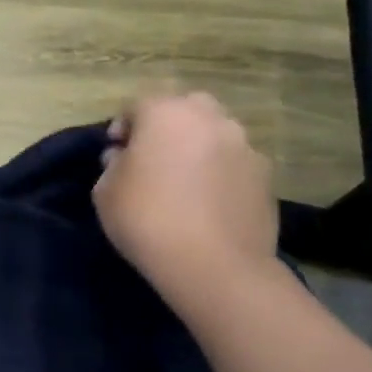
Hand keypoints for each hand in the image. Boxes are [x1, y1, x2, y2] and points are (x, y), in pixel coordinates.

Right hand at [92, 91, 279, 307]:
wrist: (214, 266)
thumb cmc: (146, 219)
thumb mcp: (105, 191)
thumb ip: (113, 164)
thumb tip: (126, 157)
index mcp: (165, 113)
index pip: (137, 105)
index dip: (122, 127)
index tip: (114, 154)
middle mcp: (210, 118)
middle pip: (185, 108)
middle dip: (167, 126)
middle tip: (152, 158)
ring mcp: (244, 145)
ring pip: (215, 133)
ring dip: (198, 147)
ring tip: (184, 181)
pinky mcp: (266, 175)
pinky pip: (234, 163)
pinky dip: (221, 172)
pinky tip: (209, 202)